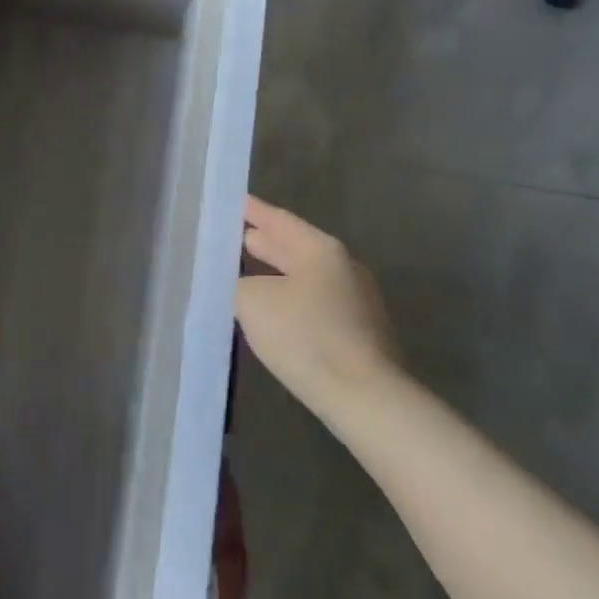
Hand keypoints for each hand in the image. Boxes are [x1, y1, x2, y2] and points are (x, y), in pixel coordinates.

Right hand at [237, 196, 404, 427]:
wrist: (364, 396)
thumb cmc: (305, 336)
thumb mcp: (253, 301)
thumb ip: (238, 283)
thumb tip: (242, 284)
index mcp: (321, 250)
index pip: (280, 220)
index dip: (254, 210)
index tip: (235, 201)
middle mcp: (343, 267)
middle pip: (296, 247)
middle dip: (266, 242)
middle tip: (238, 234)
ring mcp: (355, 301)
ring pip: (306, 277)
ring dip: (276, 273)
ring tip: (248, 271)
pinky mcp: (358, 333)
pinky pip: (314, 303)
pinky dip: (289, 298)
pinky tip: (272, 311)